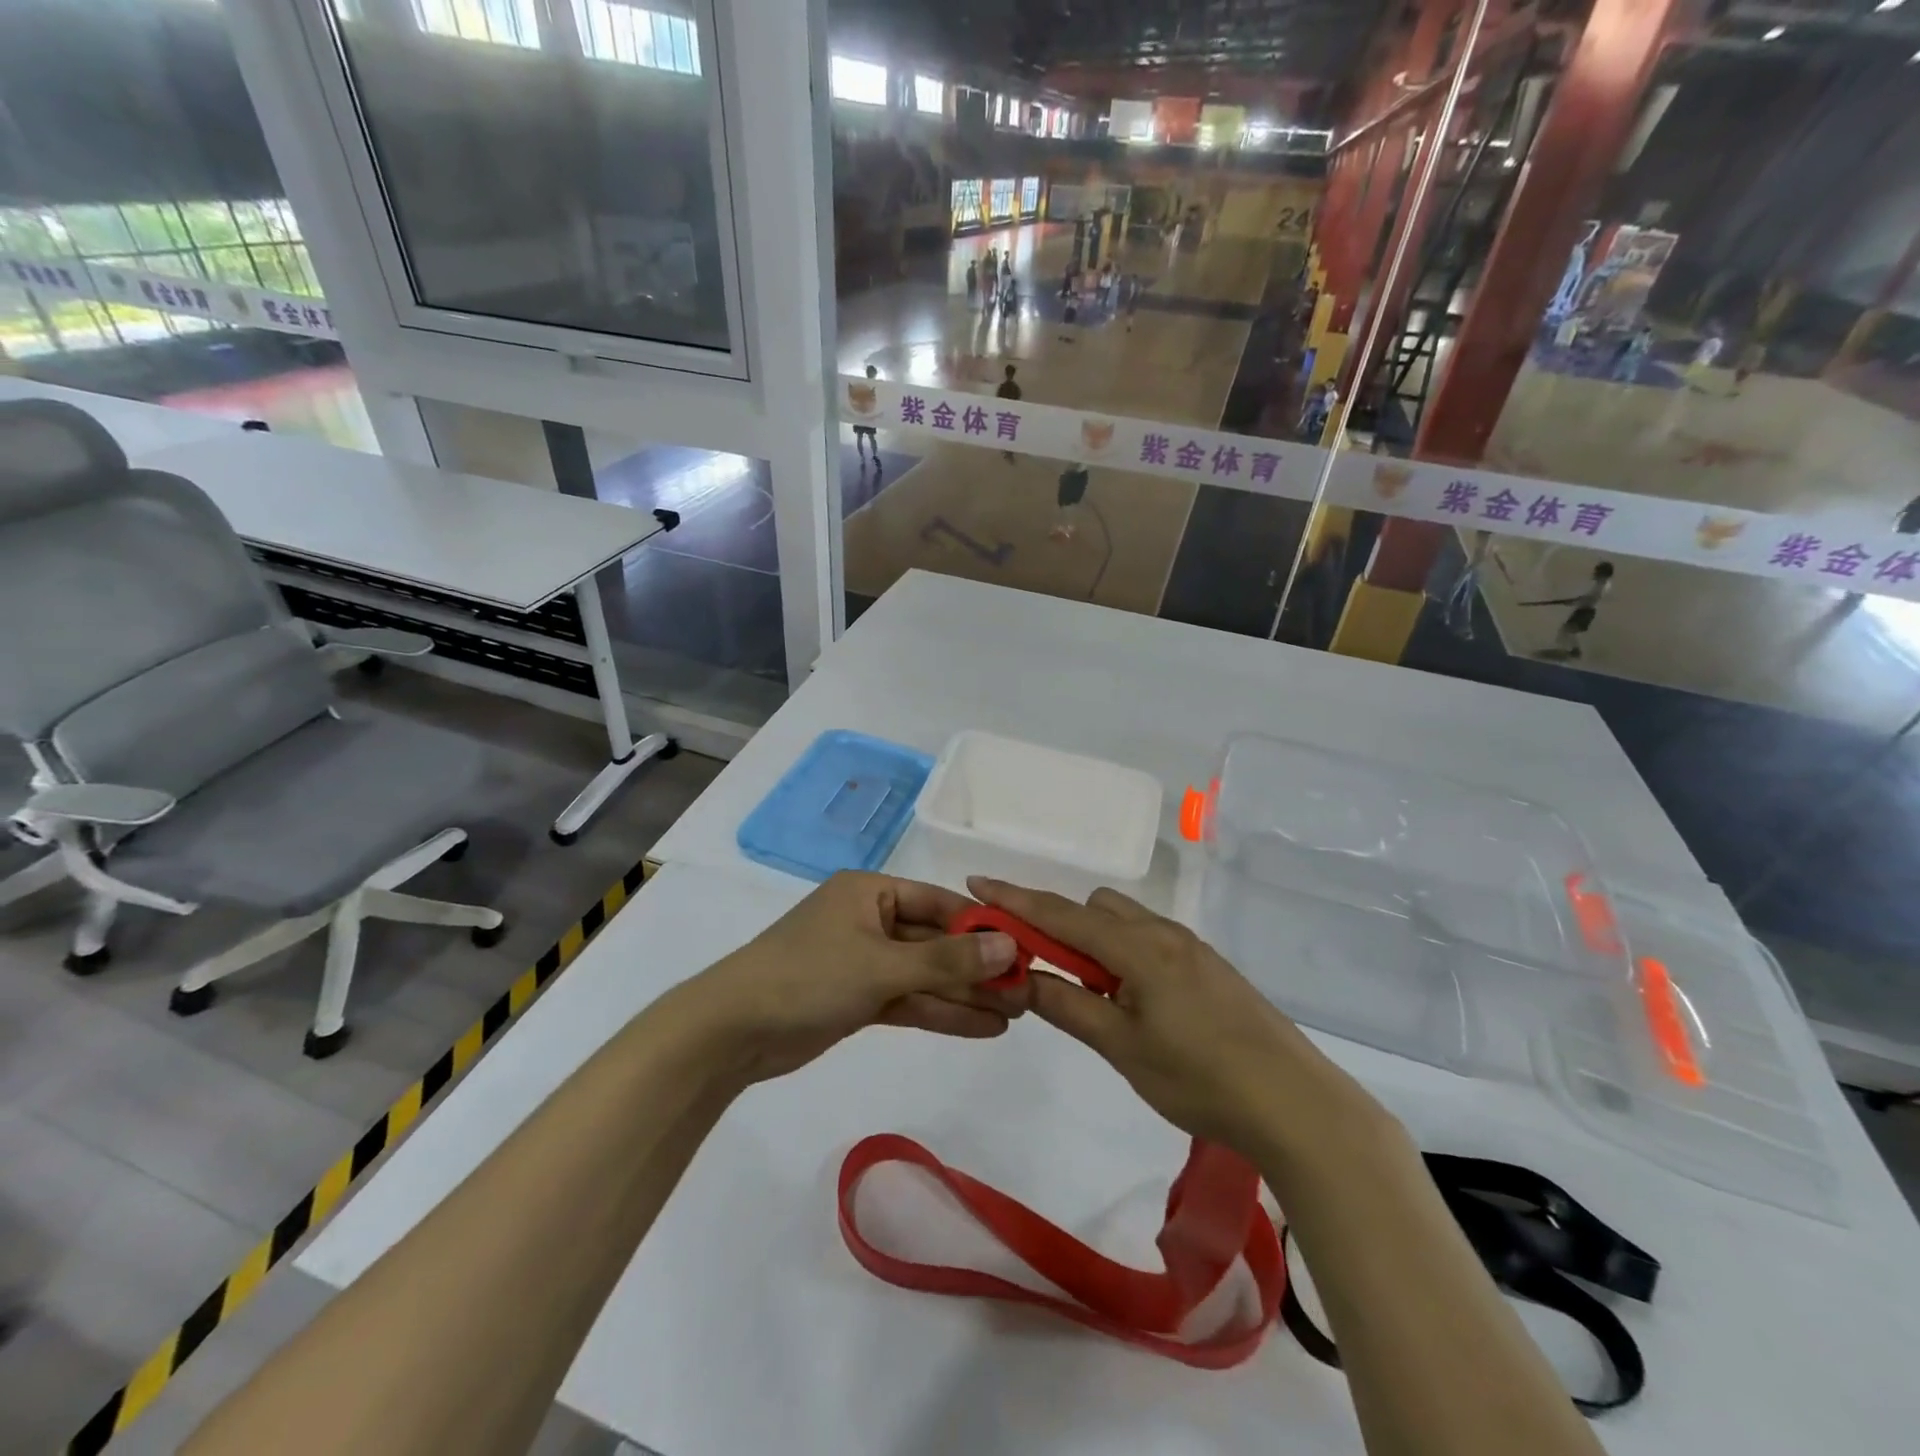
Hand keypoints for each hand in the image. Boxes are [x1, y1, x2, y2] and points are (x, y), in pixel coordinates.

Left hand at [678, 872, 1024, 1083]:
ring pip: (926, 976)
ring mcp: (863, 962)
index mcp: (871, 892)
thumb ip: (948, 961)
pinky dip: (941, 1013)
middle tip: (1029, 990)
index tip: (1026, 949)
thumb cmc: (808, 976)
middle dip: (979, 968)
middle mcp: (870, 920)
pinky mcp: (856, 999)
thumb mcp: (883, 966)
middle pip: (936, 942)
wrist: (731, 1031)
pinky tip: (984, 1027)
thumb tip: (1011, 947)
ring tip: (1018, 1013)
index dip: (983, 927)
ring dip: (966, 995)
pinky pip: (909, 1000)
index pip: (940, 904)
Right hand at [968, 878, 1363, 1156]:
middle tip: (1046, 972)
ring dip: (1095, 941)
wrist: (1294, 1103)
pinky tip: (1135, 1001)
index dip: (1015, 898)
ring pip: (1125, 922)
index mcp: (1137, 947)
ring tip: (1095, 994)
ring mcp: (1191, 947)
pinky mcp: (1209, 966)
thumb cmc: (1199, 1078)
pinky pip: (1150, 939)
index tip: (977, 883)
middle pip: (1095, 908)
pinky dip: (1124, 953)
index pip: (1061, 913)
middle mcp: (1163, 933)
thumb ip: (1068, 1005)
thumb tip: (1021, 977)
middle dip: (1060, 925)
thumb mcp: (1122, 1047)